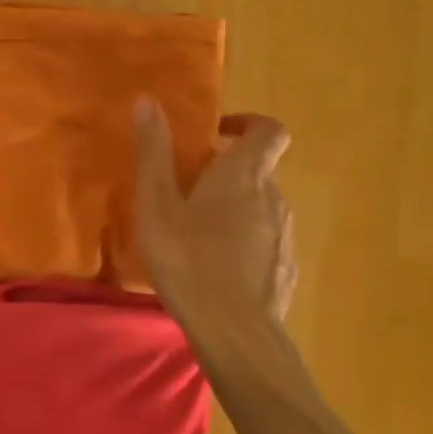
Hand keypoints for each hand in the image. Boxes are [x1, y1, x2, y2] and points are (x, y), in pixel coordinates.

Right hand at [133, 99, 295, 327]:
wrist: (235, 333)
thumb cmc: (189, 260)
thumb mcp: (158, 205)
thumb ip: (154, 153)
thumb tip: (147, 100)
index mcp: (244, 175)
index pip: (270, 131)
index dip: (249, 124)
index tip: (219, 135)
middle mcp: (274, 198)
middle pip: (260, 172)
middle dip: (228, 174)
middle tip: (189, 191)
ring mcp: (284, 237)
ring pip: (261, 209)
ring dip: (236, 211)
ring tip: (198, 235)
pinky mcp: (285, 270)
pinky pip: (266, 244)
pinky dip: (246, 244)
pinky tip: (217, 270)